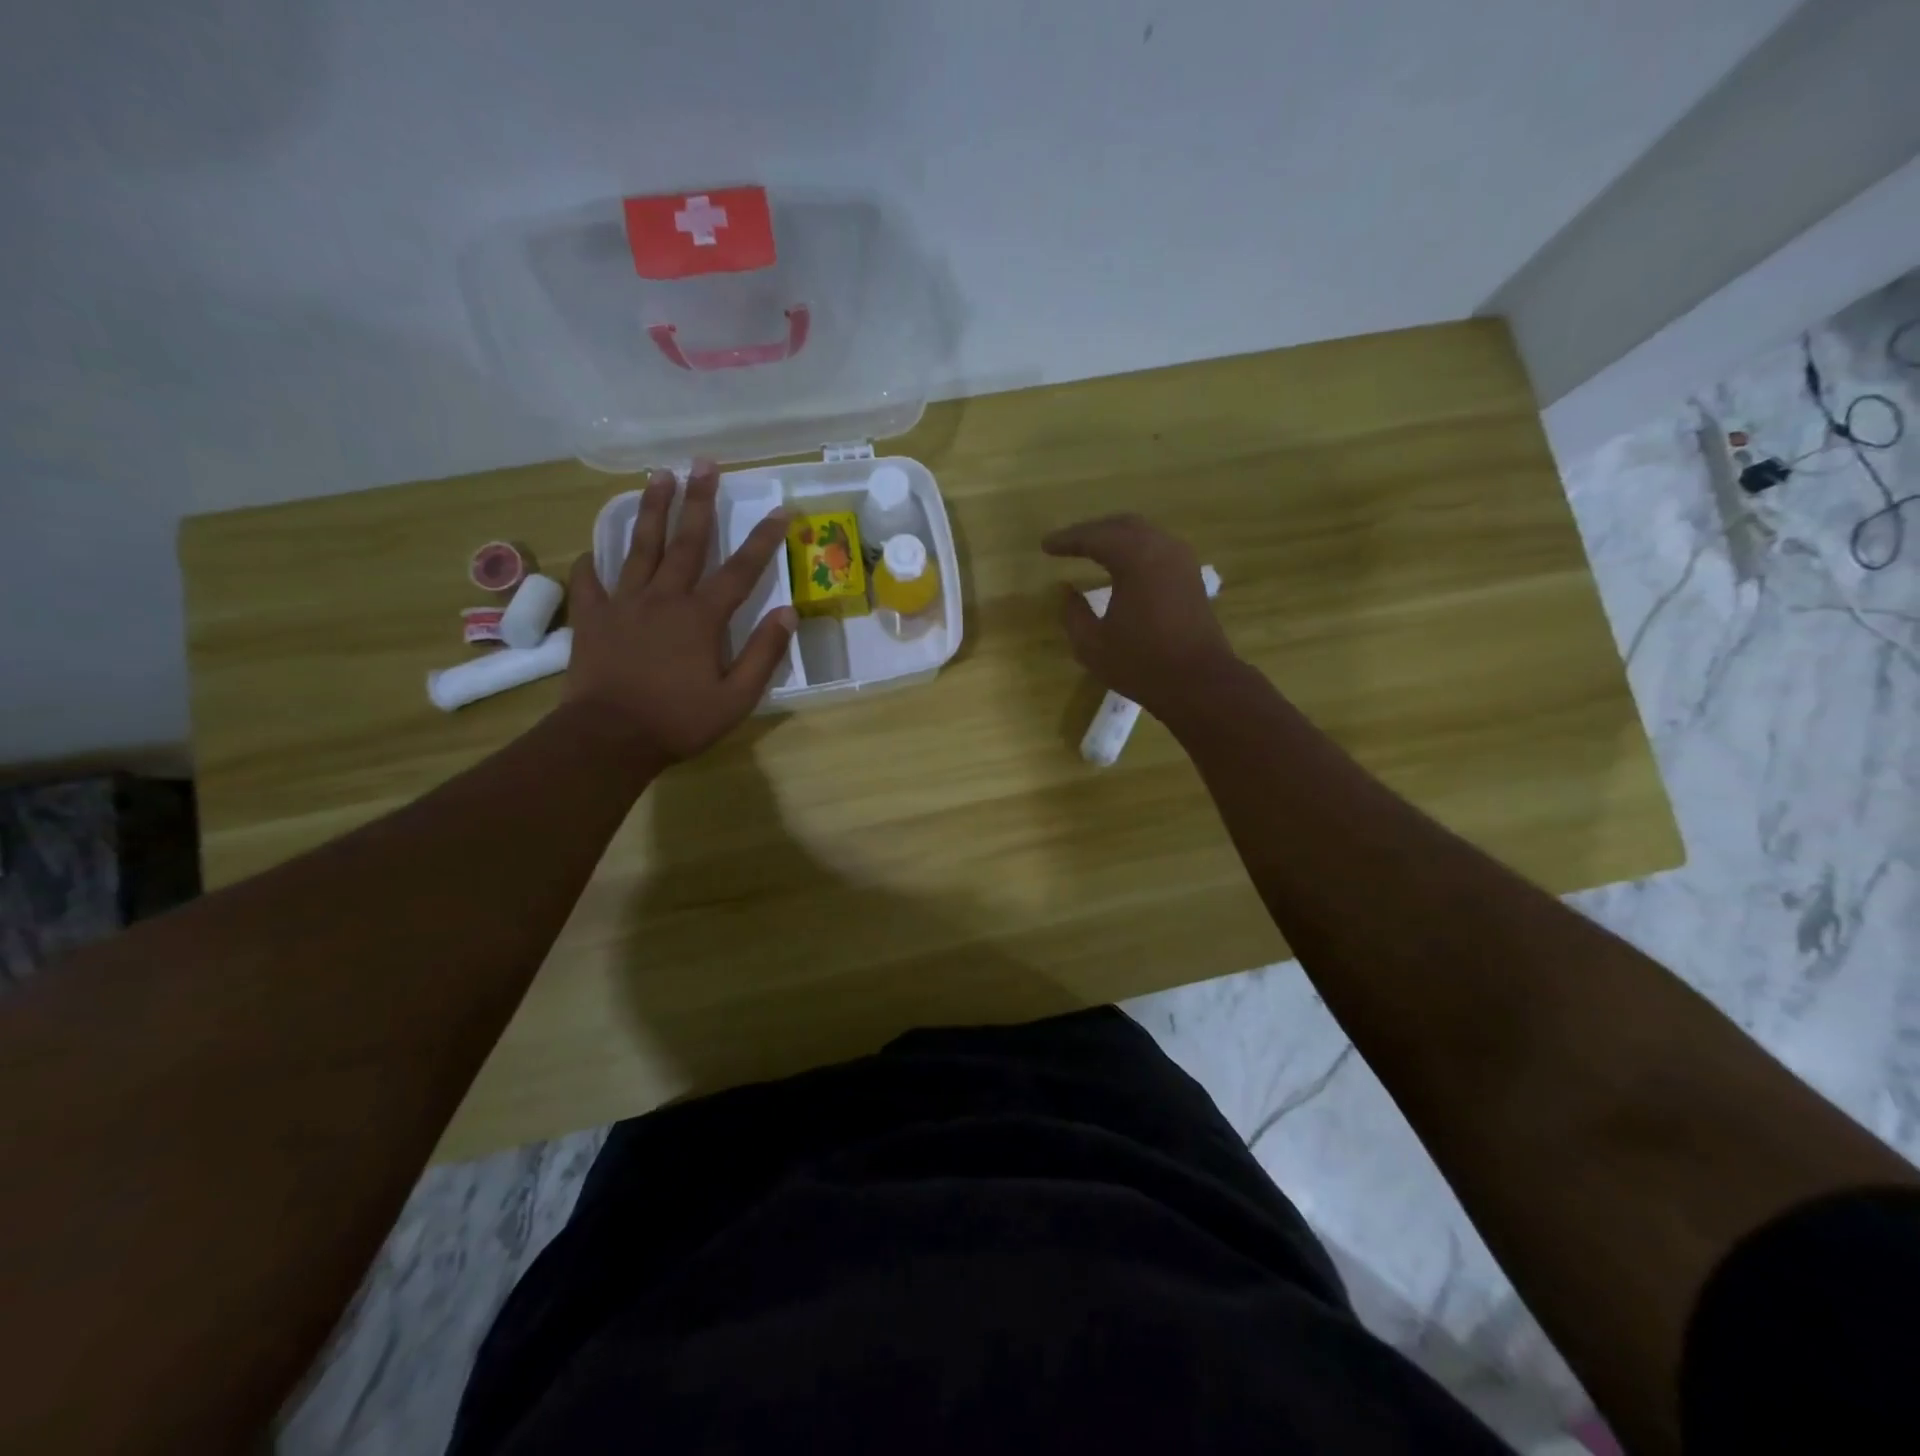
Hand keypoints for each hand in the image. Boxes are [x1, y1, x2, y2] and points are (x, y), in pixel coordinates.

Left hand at [565, 460, 796, 764]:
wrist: (608, 738)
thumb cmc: (678, 721)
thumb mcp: (736, 698)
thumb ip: (763, 654)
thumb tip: (788, 614)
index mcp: (701, 617)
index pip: (740, 570)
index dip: (763, 540)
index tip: (781, 511)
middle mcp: (664, 598)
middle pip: (686, 541)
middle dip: (699, 500)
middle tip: (705, 463)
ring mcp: (623, 604)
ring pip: (639, 547)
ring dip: (650, 509)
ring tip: (658, 476)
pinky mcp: (592, 618)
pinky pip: (590, 581)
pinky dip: (592, 563)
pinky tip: (593, 550)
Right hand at [1043, 514, 1237, 718]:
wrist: (1199, 683)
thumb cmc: (1141, 664)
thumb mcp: (1092, 644)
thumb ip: (1073, 613)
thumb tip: (1067, 591)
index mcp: (1135, 558)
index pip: (1094, 537)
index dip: (1067, 540)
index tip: (1045, 546)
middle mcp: (1161, 547)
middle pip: (1121, 526)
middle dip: (1091, 532)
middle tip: (1066, 544)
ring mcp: (1181, 560)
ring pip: (1142, 534)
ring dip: (1115, 538)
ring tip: (1091, 550)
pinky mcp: (1190, 576)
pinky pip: (1157, 548)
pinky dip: (1134, 549)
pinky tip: (1122, 565)